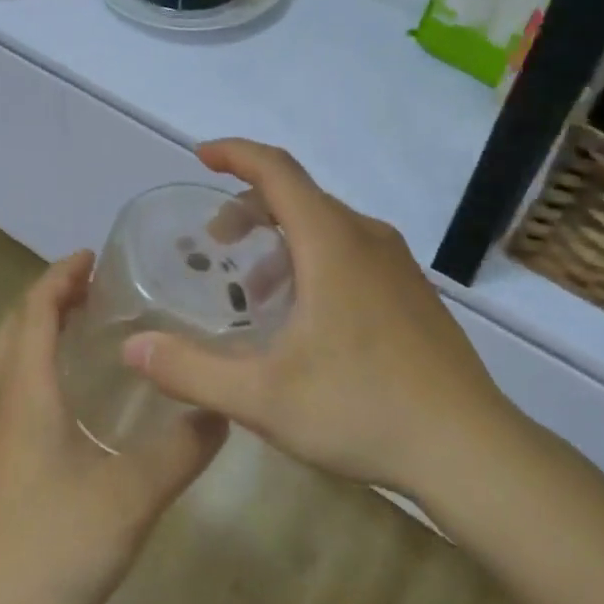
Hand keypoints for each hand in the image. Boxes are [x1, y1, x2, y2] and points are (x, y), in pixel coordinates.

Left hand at [0, 253, 226, 603]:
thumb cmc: (55, 546)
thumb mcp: (134, 494)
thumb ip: (182, 448)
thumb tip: (223, 409)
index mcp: (25, 392)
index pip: (35, 311)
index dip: (60, 277)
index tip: (93, 256)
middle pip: (13, 327)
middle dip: (48, 297)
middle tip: (93, 287)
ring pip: (4, 360)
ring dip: (35, 330)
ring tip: (79, 328)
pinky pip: (5, 391)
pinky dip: (30, 366)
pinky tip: (64, 397)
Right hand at [123, 140, 515, 494]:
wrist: (470, 449)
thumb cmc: (362, 410)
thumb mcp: (262, 397)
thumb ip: (191, 370)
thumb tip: (132, 348)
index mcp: (332, 243)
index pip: (278, 170)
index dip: (236, 154)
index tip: (201, 156)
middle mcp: (367, 238)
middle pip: (299, 197)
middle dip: (249, 209)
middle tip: (215, 246)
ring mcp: (397, 265)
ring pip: (326, 227)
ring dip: (280, 242)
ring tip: (252, 293)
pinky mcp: (412, 292)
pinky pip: (351, 253)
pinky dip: (312, 262)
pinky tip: (302, 320)